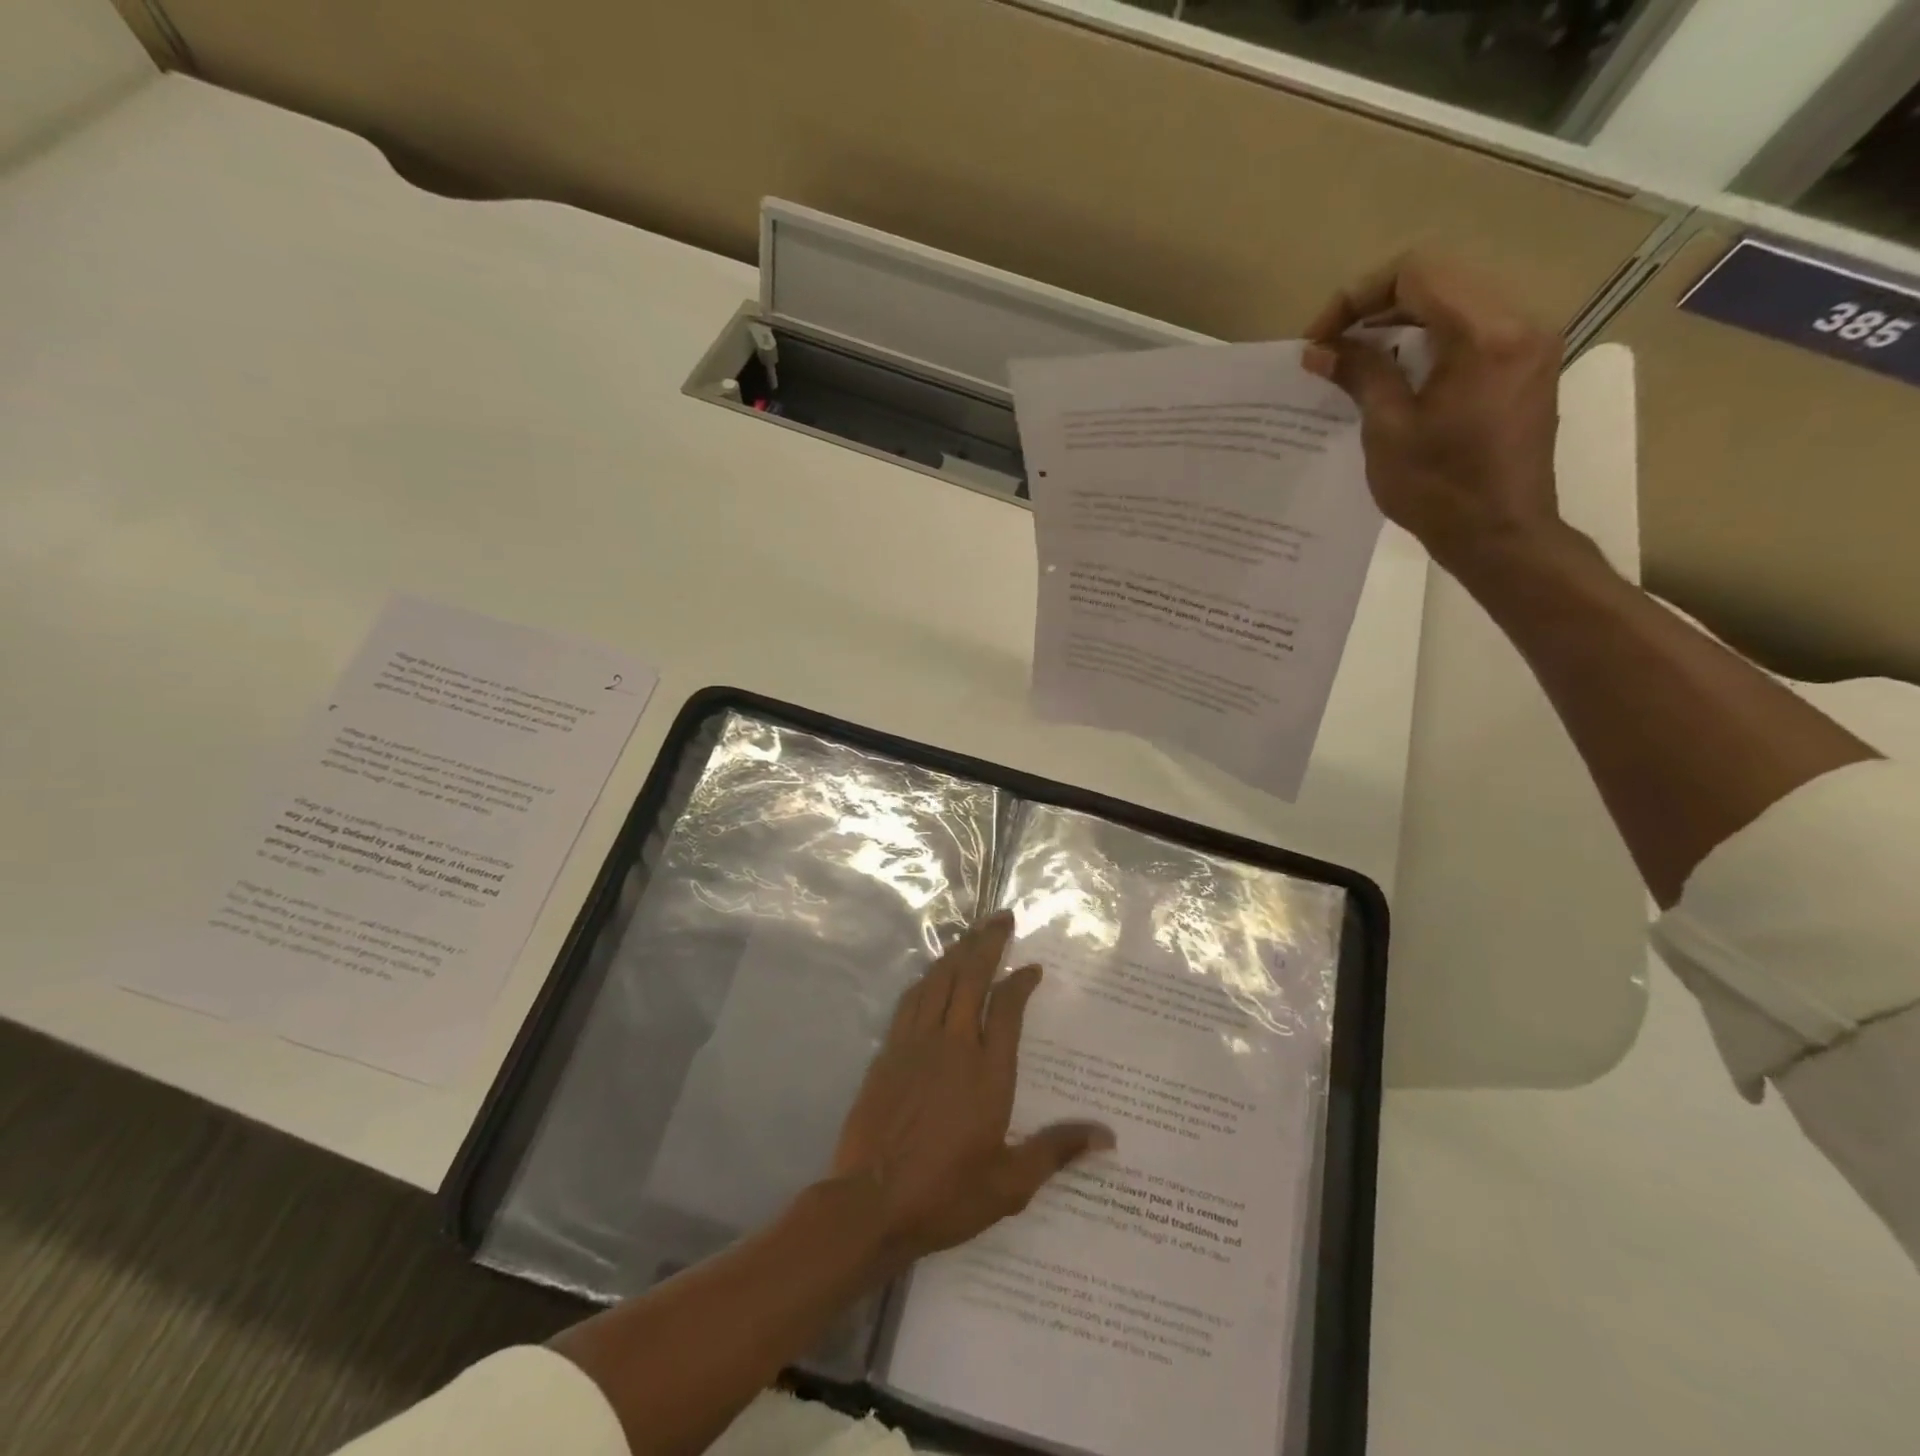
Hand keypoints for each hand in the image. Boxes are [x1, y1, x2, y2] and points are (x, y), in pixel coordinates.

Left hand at [829, 910, 1113, 1269]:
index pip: (1008, 1008)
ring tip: (971, 933)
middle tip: (1001, 917)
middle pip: (971, 978)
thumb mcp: (1011, 1183)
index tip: (1032, 967)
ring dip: (957, 953)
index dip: (1021, 982)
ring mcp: (916, 1043)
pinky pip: (911, 1000)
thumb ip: (1057, 1150)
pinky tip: (932, 974)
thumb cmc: (946, 1193)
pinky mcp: (889, 1051)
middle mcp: (953, 1044)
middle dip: (988, 943)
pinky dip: (927, 979)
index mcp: (988, 1071)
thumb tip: (1108, 1136)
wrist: (871, 1202)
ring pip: (939, 981)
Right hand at [1302, 253, 1566, 573]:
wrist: (1502, 535)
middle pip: (1440, 277)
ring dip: (1402, 320)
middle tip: (1333, 346)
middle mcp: (1519, 321)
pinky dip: (1429, 337)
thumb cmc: (1439, 490)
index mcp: (1485, 333)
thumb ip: (1359, 375)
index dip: (1357, 296)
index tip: (1321, 339)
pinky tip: (1398, 370)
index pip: (1417, 272)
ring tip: (1358, 358)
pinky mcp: (1527, 364)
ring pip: (1457, 298)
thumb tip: (1320, 349)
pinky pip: (1473, 326)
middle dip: (1377, 304)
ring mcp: (1530, 341)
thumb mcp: (1388, 431)